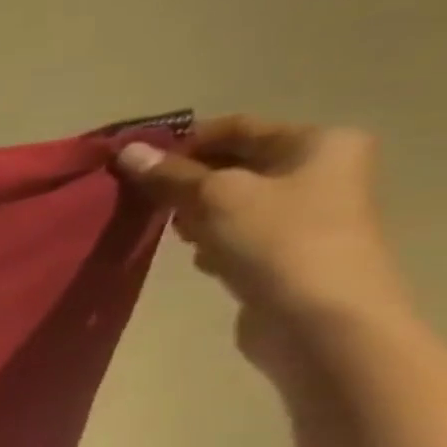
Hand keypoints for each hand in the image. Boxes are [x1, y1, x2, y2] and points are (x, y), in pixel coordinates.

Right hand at [115, 115, 416, 375]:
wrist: (319, 319)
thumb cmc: (276, 241)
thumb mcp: (215, 197)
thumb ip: (169, 174)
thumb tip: (127, 151)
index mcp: (317, 144)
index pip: (236, 128)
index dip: (182, 141)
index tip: (132, 163)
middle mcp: (318, 171)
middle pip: (231, 165)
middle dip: (184, 182)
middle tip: (143, 200)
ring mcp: (303, 214)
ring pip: (227, 202)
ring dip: (192, 215)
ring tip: (172, 233)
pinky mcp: (283, 250)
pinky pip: (233, 233)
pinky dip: (208, 241)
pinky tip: (200, 258)